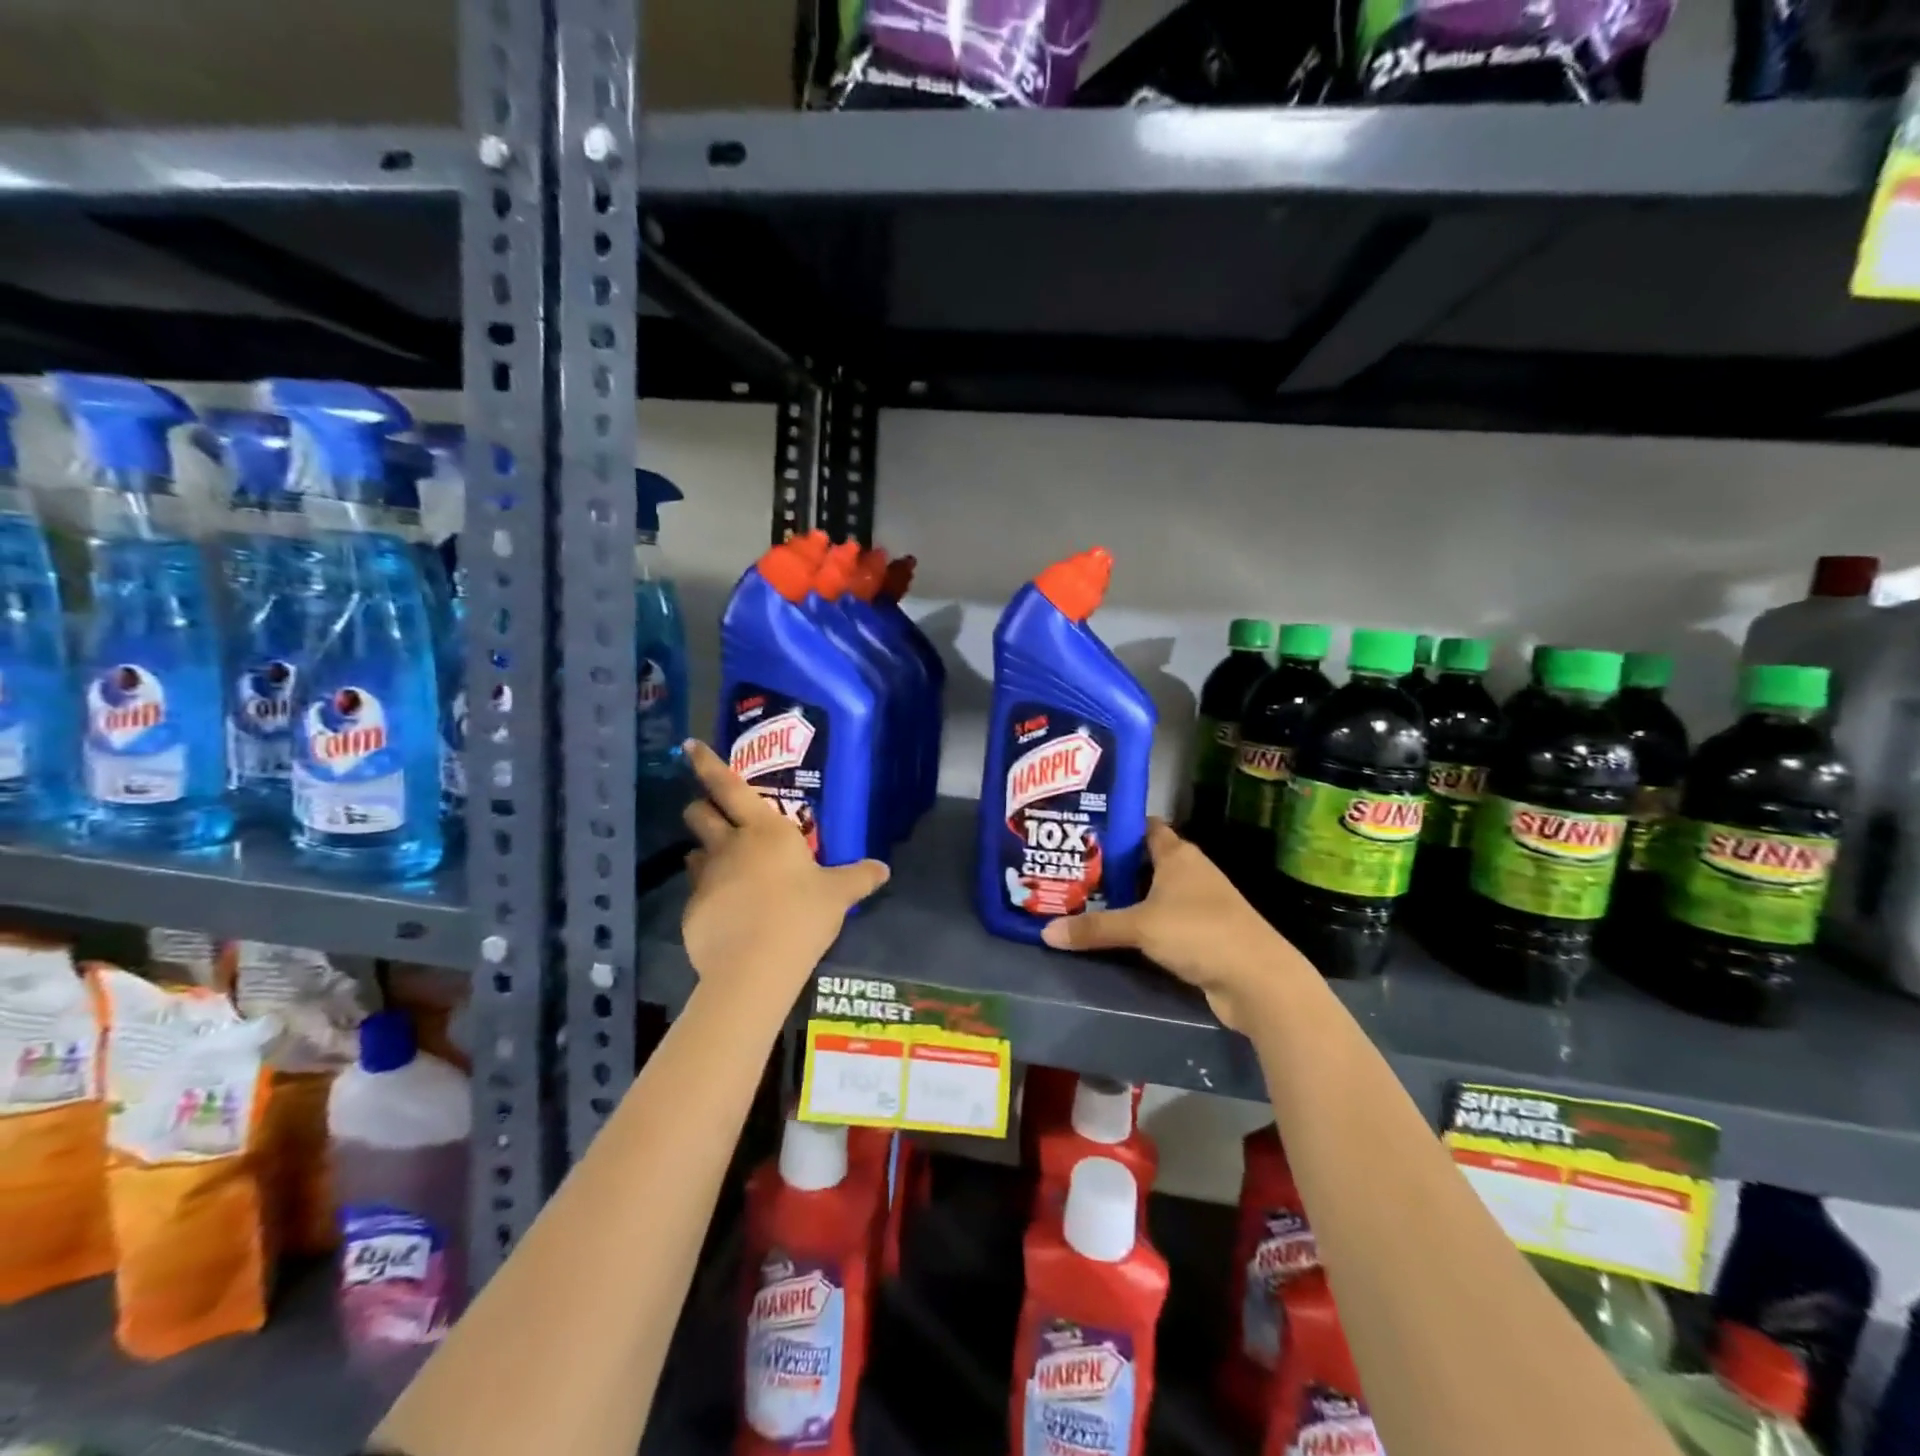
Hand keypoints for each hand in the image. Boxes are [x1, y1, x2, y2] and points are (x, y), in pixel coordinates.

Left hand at [679, 739, 889, 1003]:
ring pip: (694, 852)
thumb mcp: (838, 895)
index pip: (728, 786)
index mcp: (765, 829)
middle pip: (699, 813)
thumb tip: (884, 869)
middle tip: (714, 815)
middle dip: (702, 808)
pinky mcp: (692, 910)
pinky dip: (710, 896)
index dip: (708, 764)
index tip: (688, 745)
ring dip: (704, 853)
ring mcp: (706, 877)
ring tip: (725, 868)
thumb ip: (859, 877)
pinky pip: (697, 893)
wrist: (754, 967)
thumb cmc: (801, 915)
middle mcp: (730, 845)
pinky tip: (728, 915)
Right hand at [1041, 819, 1298, 1030]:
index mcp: (1178, 855)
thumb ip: (1094, 928)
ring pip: (1152, 893)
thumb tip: (1046, 932)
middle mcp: (1189, 873)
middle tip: (1071, 868)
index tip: (1083, 831)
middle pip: (1144, 861)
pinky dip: (1140, 924)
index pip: (1145, 827)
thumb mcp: (1140, 927)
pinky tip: (1113, 932)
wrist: (1257, 980)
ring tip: (1081, 898)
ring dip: (1125, 897)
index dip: (1116, 827)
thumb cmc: (1199, 932)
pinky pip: (1161, 921)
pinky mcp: (1201, 934)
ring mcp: (1198, 904)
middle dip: (1111, 865)